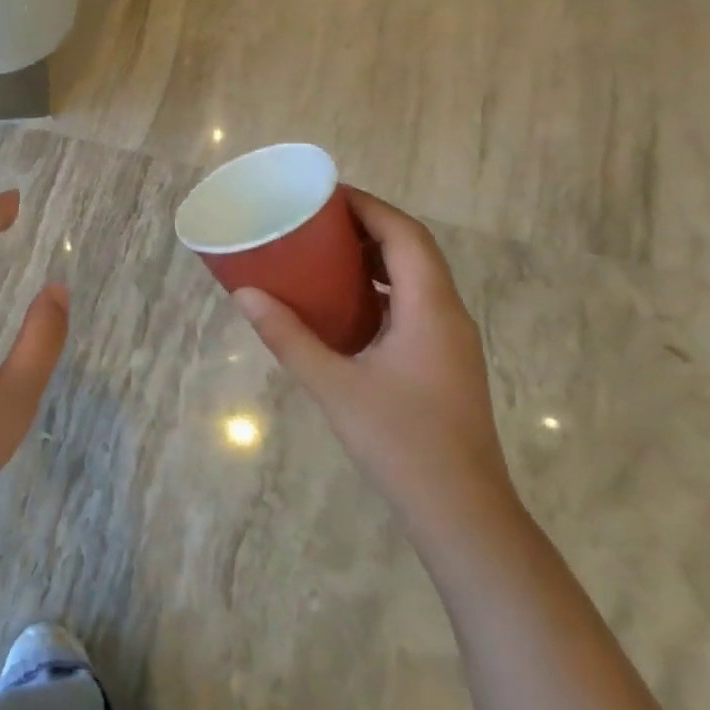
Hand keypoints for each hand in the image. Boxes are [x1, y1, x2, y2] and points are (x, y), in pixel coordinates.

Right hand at [233, 189, 514, 541]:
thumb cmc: (401, 443)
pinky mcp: (444, 362)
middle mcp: (447, 314)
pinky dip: (381, 289)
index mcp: (429, 308)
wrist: (464, 515)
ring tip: (326, 252)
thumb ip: (289, 337)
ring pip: (416, 278)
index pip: (404, 235)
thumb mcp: (335, 386)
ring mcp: (450, 341)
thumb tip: (245, 295)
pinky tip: (346, 306)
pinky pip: (413, 305)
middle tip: (318, 219)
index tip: (327, 194)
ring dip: (376, 257)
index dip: (369, 207)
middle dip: (369, 226)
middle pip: (413, 250)